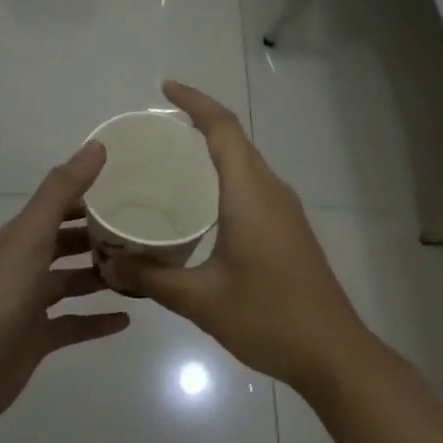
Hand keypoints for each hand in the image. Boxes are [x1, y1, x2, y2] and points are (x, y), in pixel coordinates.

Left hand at [0, 140, 130, 442]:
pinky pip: (74, 324)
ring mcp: (30, 303)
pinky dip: (98, 321)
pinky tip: (127, 320)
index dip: (92, 195)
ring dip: (103, 276)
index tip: (133, 188)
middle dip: (102, 235)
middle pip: (68, 243)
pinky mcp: (37, 338)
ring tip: (144, 271)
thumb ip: (61, 191)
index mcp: (21, 236)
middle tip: (146, 231)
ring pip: (73, 282)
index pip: (61, 206)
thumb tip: (97, 145)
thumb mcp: (30, 237)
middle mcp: (25, 264)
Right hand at [101, 82, 371, 393]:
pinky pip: (253, 185)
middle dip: (198, 122)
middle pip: (235, 139)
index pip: (223, 129)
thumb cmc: (268, 317)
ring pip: (246, 162)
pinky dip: (225, 176)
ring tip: (170, 160)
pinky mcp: (289, 229)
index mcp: (250, 194)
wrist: (333, 352)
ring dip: (213, 150)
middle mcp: (271, 190)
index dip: (195, 102)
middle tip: (154, 131)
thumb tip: (109, 266)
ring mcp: (284, 210)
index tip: (164, 89)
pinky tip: (199, 203)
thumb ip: (152, 278)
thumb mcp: (201, 300)